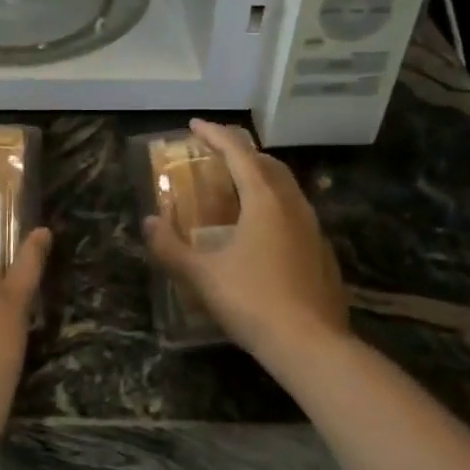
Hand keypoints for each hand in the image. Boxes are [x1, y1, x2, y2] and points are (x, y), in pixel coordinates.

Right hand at [144, 119, 348, 365]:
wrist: (311, 345)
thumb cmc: (252, 301)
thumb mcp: (201, 275)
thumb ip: (169, 247)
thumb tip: (147, 222)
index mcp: (264, 200)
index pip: (238, 152)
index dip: (214, 134)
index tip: (194, 125)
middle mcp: (293, 205)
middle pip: (267, 163)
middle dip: (241, 152)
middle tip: (216, 153)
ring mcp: (313, 228)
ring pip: (286, 187)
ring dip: (261, 177)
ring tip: (238, 187)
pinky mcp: (323, 252)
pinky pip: (296, 213)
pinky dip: (275, 205)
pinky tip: (263, 230)